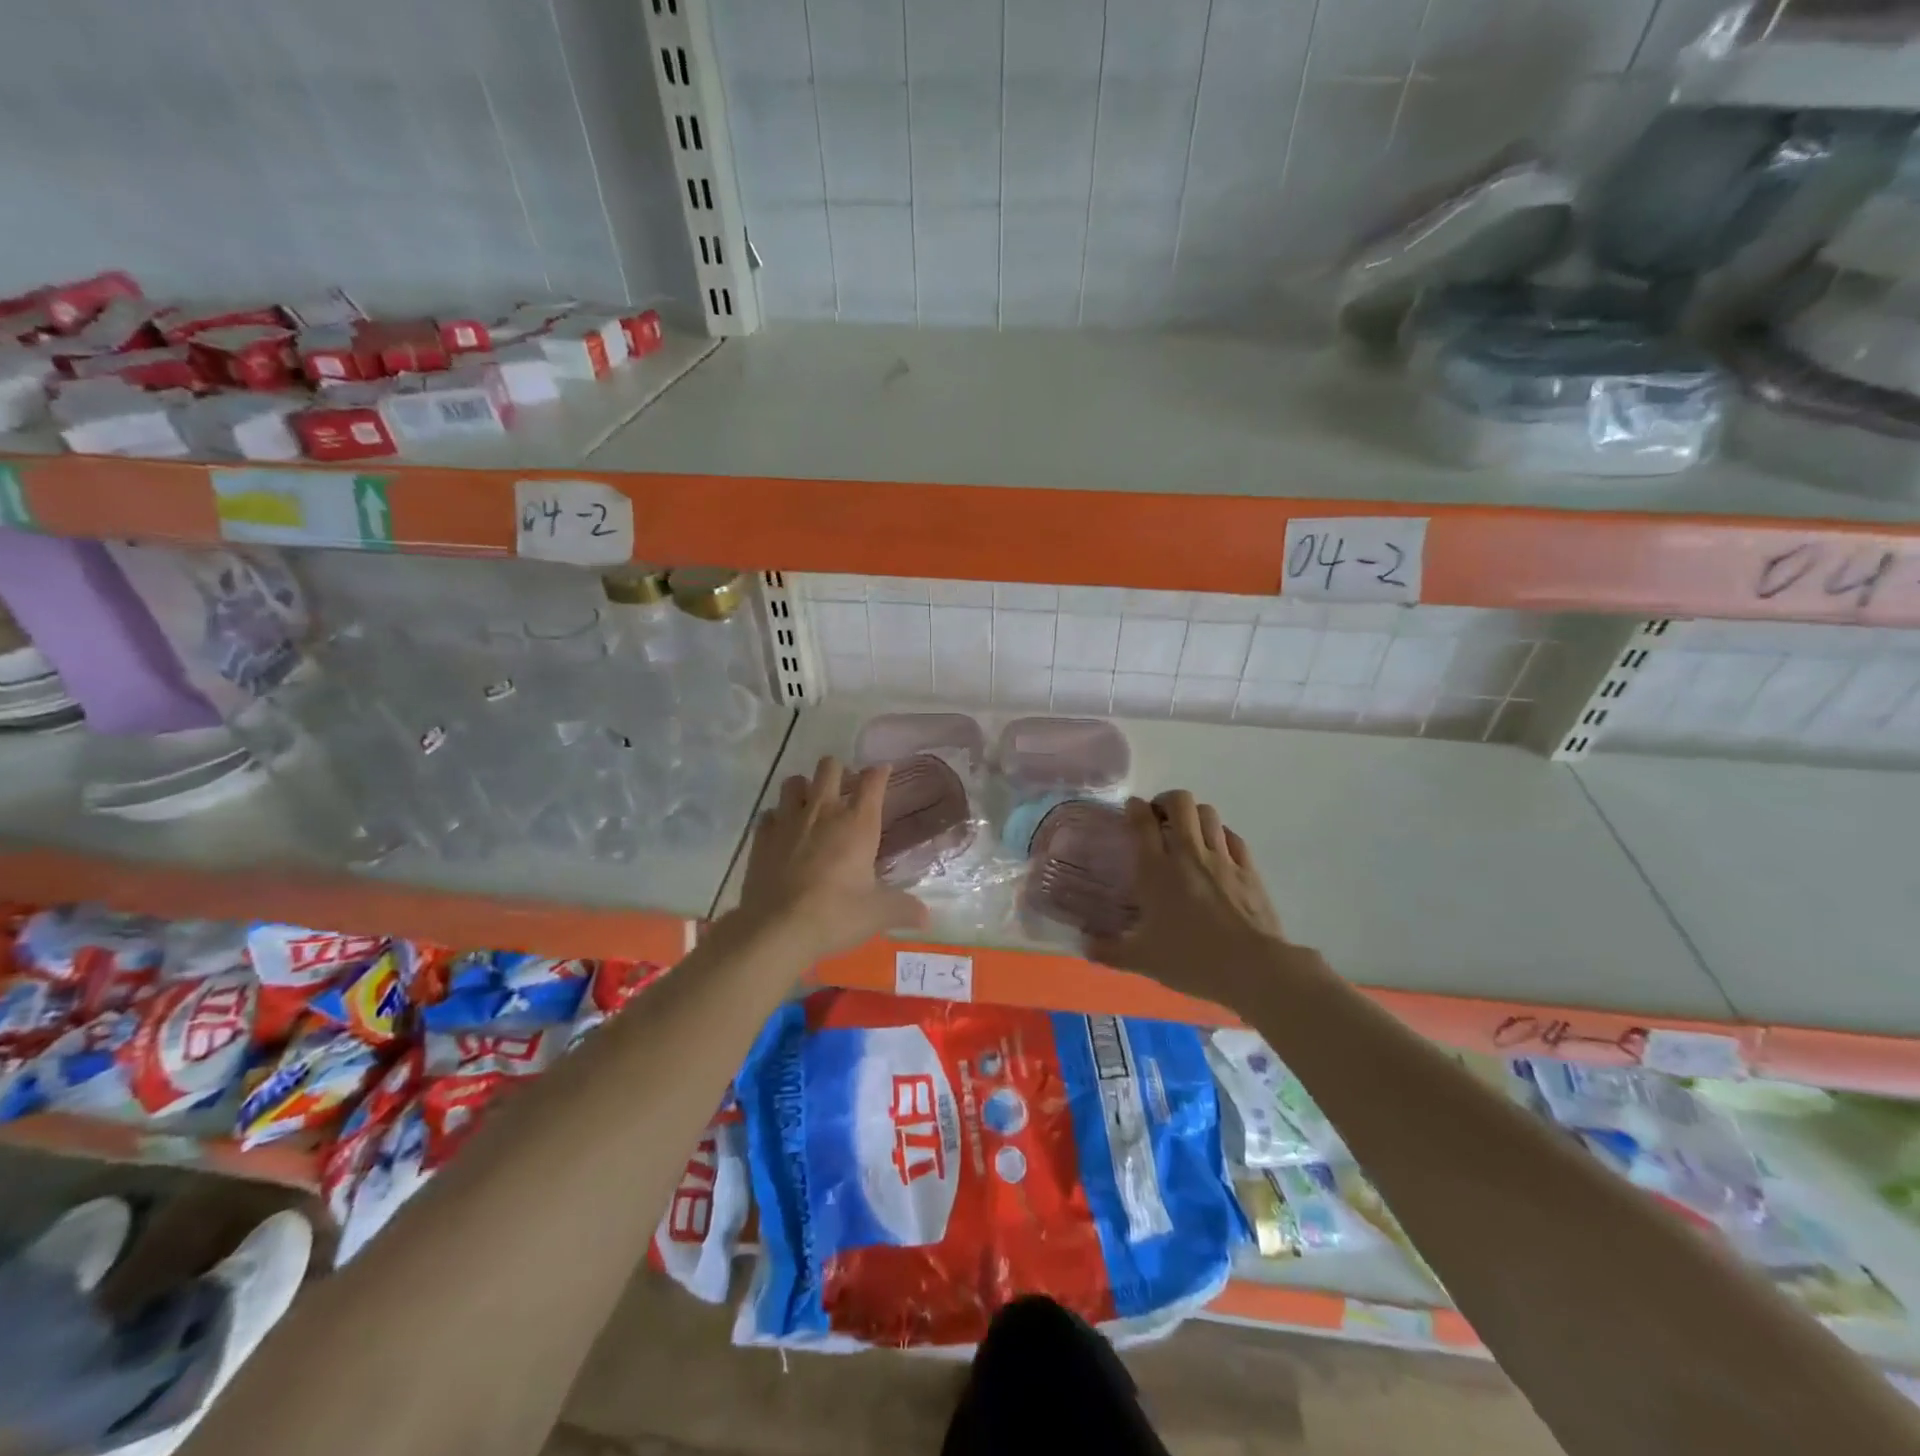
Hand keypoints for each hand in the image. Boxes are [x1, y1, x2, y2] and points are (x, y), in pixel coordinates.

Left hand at [733, 756, 928, 961]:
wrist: (777, 929)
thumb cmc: (836, 914)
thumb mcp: (878, 914)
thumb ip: (904, 909)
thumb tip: (927, 918)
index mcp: (857, 823)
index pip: (872, 781)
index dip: (879, 772)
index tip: (883, 771)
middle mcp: (823, 811)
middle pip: (829, 767)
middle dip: (838, 771)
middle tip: (845, 790)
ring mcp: (788, 820)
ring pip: (794, 782)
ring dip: (804, 788)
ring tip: (811, 805)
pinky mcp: (761, 837)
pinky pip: (769, 813)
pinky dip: (778, 818)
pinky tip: (783, 833)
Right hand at [1088, 791, 1293, 1006]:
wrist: (1252, 968)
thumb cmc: (1190, 959)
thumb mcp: (1142, 959)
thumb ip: (1109, 951)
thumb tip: (1084, 947)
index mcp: (1156, 870)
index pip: (1142, 821)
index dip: (1135, 808)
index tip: (1131, 810)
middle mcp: (1188, 853)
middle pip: (1179, 803)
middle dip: (1166, 801)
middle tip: (1159, 818)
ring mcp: (1222, 858)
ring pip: (1208, 813)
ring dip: (1194, 814)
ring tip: (1187, 830)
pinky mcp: (1248, 869)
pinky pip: (1232, 837)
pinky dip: (1220, 834)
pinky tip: (1216, 848)